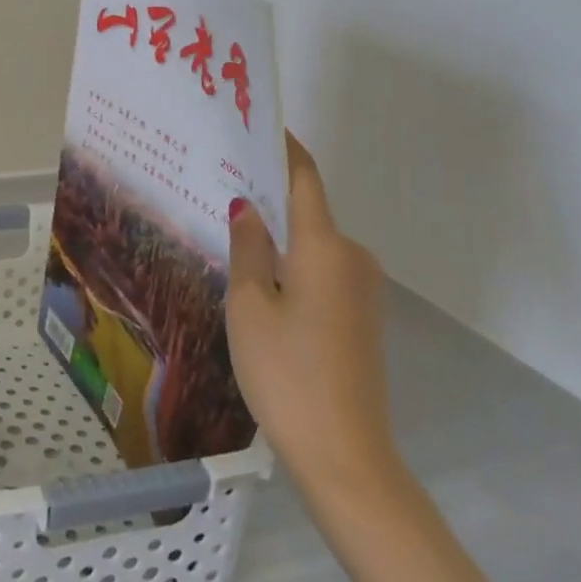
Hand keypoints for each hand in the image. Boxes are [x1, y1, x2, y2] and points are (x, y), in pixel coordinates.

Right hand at [227, 130, 401, 505]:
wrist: (346, 457)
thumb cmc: (287, 372)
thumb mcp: (249, 305)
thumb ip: (248, 247)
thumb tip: (247, 205)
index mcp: (325, 246)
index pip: (305, 178)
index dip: (283, 147)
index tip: (257, 124)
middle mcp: (352, 257)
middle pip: (307, 210)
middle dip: (268, 194)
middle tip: (218, 182)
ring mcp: (362, 289)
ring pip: (312, 243)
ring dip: (277, 233)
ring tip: (228, 227)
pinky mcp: (361, 316)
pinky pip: (321, 269)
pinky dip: (291, 262)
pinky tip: (258, 276)